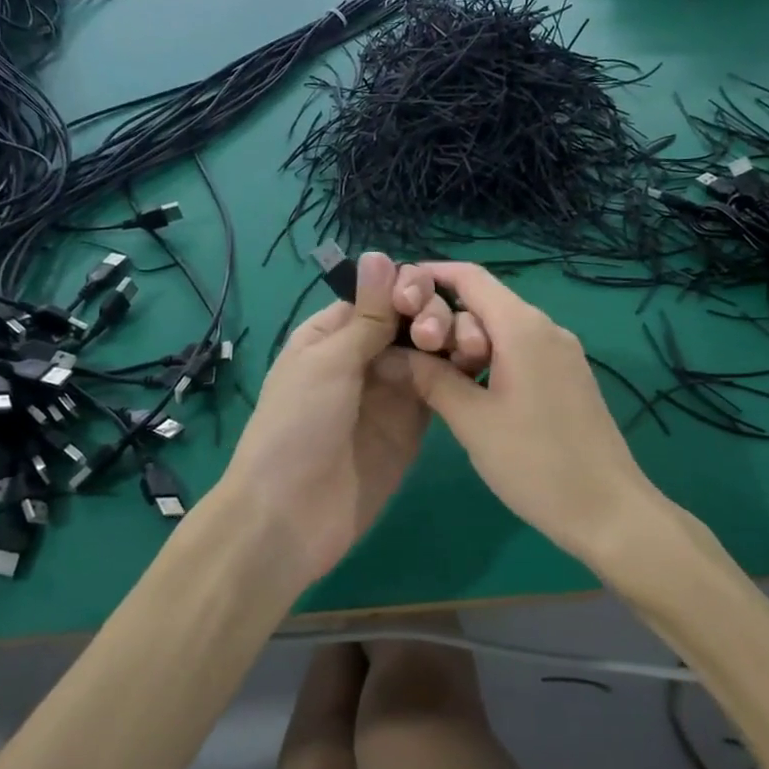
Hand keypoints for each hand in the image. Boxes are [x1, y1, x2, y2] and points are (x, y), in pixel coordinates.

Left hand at [220, 253, 450, 586]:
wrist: (292, 516)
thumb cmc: (297, 427)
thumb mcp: (328, 362)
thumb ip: (366, 315)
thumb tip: (381, 253)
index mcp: (331, 333)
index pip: (377, 294)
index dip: (403, 287)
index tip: (420, 296)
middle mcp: (363, 356)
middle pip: (408, 320)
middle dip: (428, 315)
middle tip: (436, 334)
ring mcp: (391, 391)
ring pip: (429, 351)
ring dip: (448, 341)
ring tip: (467, 345)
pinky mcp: (414, 424)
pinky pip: (439, 388)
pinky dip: (456, 374)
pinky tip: (476, 363)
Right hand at [400, 262, 657, 566]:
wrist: (609, 511)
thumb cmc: (535, 463)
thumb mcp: (472, 421)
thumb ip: (431, 378)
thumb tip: (392, 354)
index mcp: (522, 327)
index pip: (470, 278)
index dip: (430, 277)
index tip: (395, 297)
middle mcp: (546, 328)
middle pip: (484, 304)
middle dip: (447, 325)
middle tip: (424, 365)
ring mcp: (562, 353)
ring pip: (502, 330)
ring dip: (468, 347)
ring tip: (448, 387)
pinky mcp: (569, 376)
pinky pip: (521, 352)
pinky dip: (491, 361)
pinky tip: (477, 395)